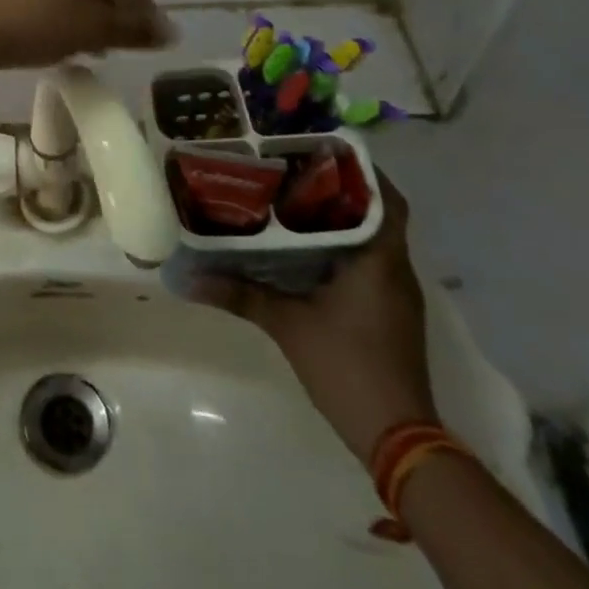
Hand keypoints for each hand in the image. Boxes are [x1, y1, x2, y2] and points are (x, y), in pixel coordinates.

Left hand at [0, 0, 171, 69]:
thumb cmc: (34, 19)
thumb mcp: (91, 27)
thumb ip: (132, 28)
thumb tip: (170, 33)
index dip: (140, 4)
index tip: (151, 34)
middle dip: (108, 6)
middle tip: (121, 38)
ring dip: (81, 8)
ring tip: (91, 42)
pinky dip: (53, 5)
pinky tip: (56, 32)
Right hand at [193, 181, 438, 465]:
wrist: (398, 438)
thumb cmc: (347, 367)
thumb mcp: (286, 325)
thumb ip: (240, 294)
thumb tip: (189, 277)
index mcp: (379, 260)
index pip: (384, 199)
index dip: (360, 170)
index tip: (321, 150)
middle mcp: (395, 270)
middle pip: (377, 213)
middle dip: (342, 189)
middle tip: (295, 169)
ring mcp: (396, 294)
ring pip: (373, 238)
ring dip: (342, 218)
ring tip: (293, 198)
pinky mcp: (390, 313)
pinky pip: (370, 262)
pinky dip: (344, 246)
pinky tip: (306, 248)